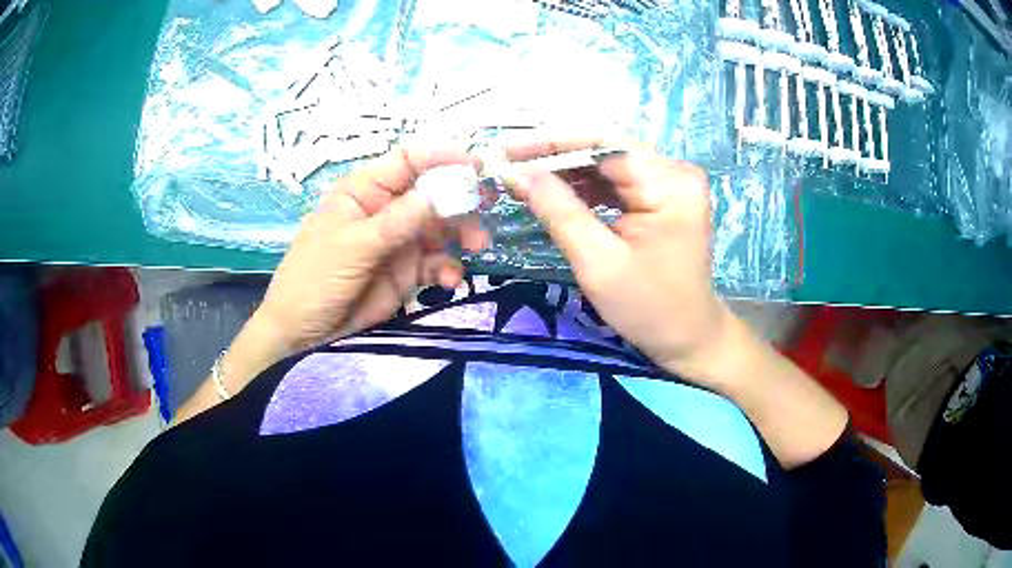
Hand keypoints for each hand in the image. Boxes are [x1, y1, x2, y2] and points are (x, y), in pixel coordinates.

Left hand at [256, 147, 488, 355]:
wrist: (303, 332)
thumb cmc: (314, 278)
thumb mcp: (352, 246)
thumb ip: (396, 222)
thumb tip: (438, 195)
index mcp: (366, 190)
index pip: (409, 160)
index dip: (442, 157)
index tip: (476, 166)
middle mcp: (387, 209)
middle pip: (433, 192)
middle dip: (461, 200)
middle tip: (487, 209)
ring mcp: (399, 241)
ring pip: (442, 227)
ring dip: (462, 234)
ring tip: (476, 247)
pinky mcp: (406, 271)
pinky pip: (437, 262)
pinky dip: (449, 268)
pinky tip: (450, 281)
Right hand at [506, 139, 736, 387]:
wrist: (690, 338)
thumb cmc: (650, 309)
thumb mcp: (598, 263)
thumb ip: (558, 211)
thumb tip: (516, 173)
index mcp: (669, 184)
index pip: (603, 143)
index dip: (551, 142)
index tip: (507, 150)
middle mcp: (675, 172)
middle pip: (606, 149)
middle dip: (554, 156)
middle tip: (508, 164)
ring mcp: (671, 183)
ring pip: (608, 163)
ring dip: (566, 170)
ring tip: (523, 178)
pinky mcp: (664, 197)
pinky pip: (618, 181)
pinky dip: (585, 186)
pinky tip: (554, 192)